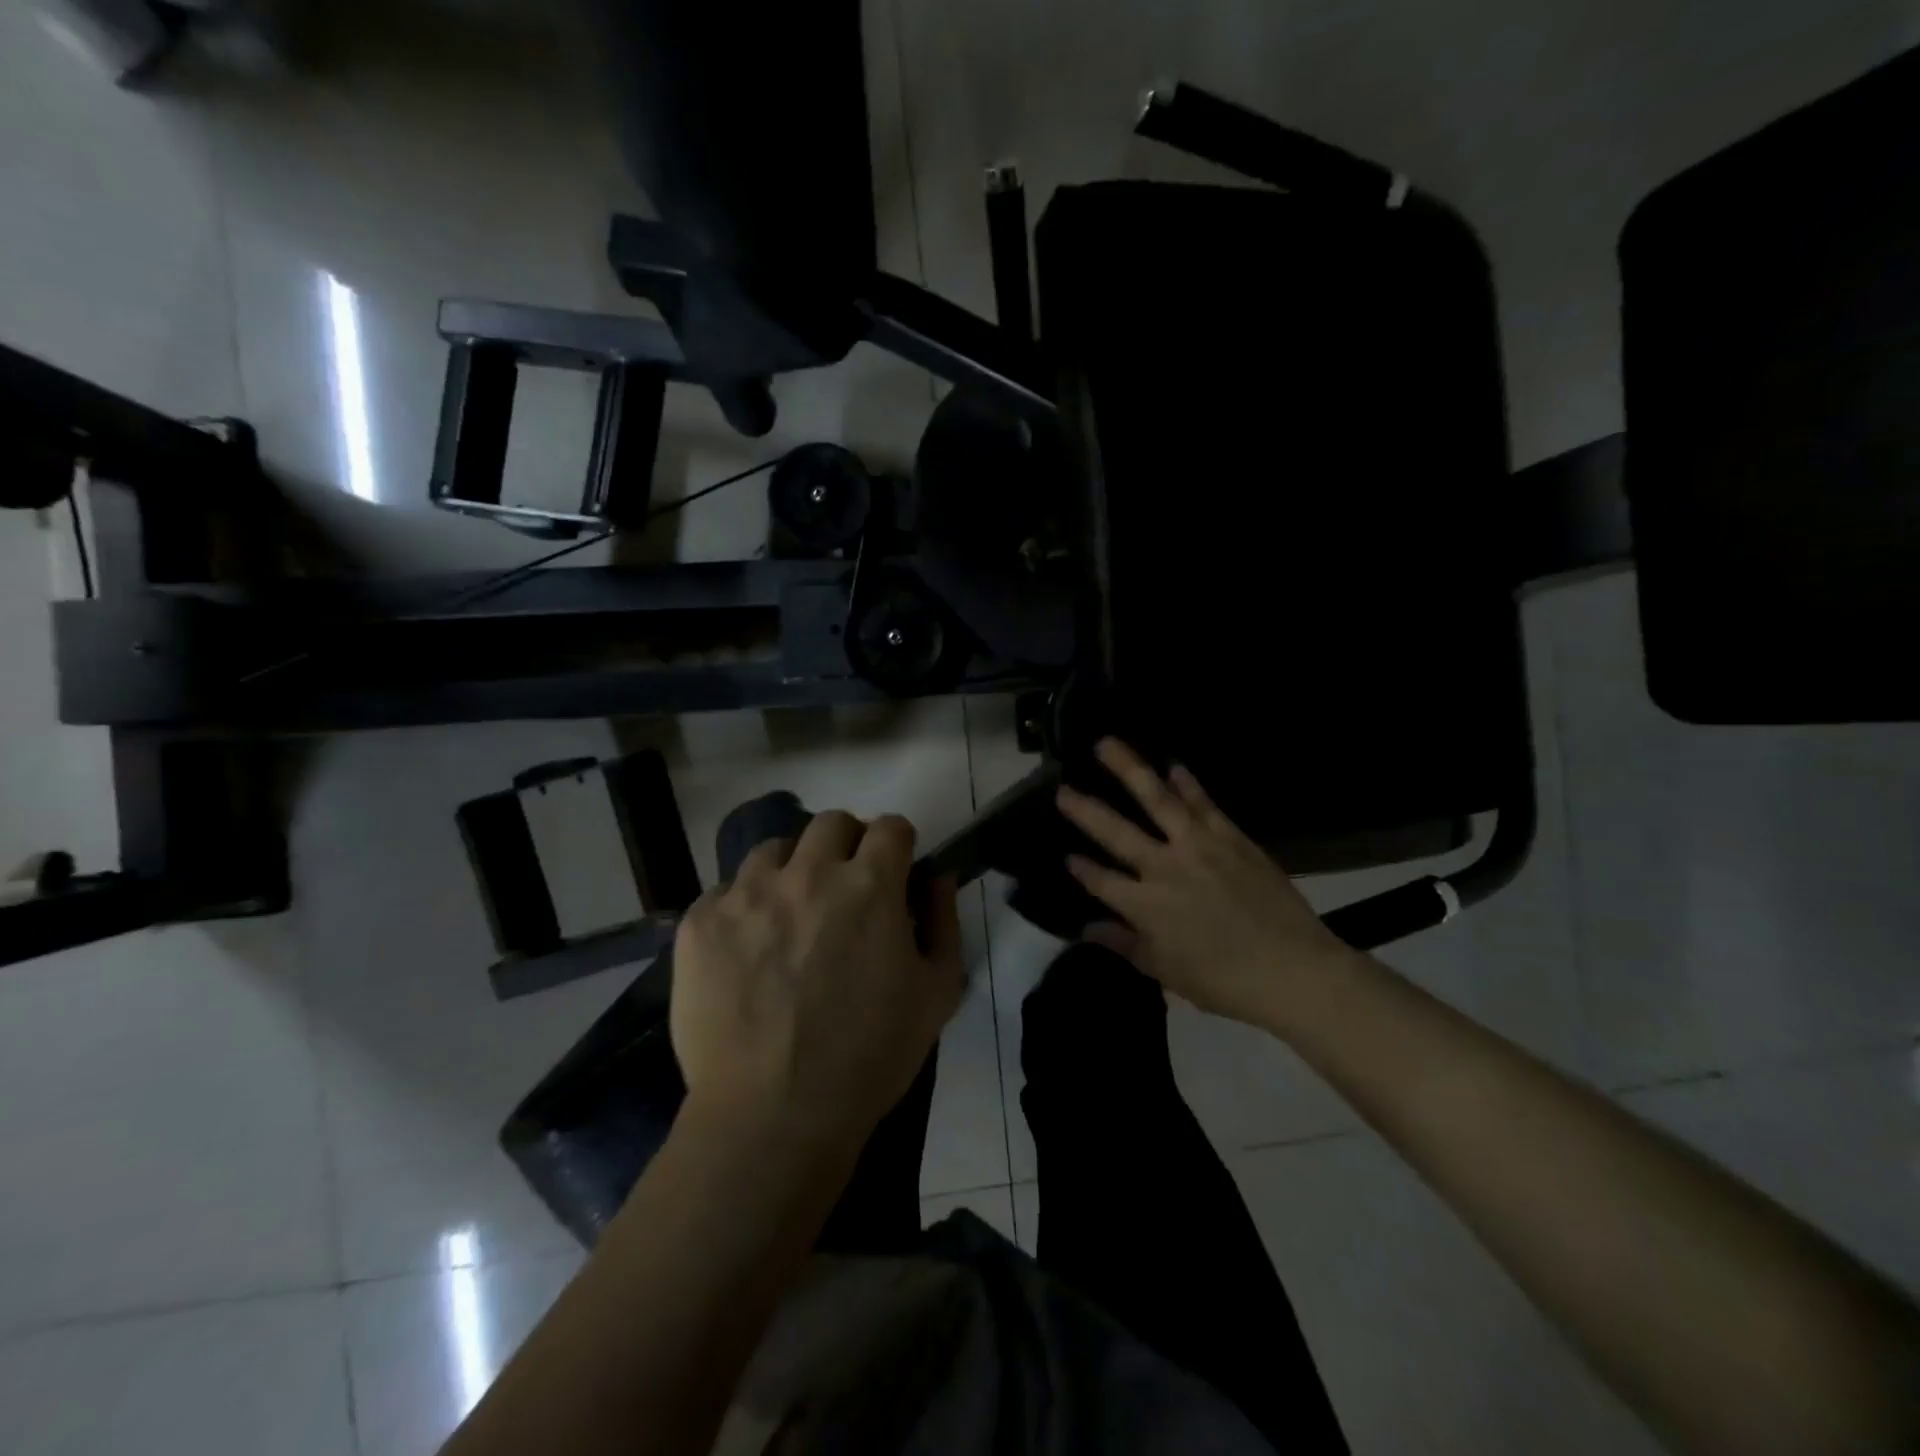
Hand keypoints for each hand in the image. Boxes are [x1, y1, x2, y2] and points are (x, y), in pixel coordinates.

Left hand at [670, 811, 965, 1150]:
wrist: (772, 1116)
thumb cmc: (869, 1056)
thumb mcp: (937, 993)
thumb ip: (944, 920)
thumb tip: (938, 876)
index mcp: (869, 885)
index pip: (890, 826)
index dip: (898, 845)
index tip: (894, 871)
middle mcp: (808, 873)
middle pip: (831, 823)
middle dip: (847, 844)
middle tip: (845, 887)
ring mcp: (747, 894)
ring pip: (774, 849)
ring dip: (792, 869)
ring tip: (790, 913)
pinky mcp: (700, 922)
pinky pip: (725, 891)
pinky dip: (743, 907)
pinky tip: (746, 949)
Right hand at [1056, 739, 1357, 1026]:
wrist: (1294, 970)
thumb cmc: (1225, 982)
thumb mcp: (1167, 972)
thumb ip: (1125, 944)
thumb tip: (1087, 929)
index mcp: (1146, 906)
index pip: (1101, 881)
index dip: (1082, 869)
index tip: (1066, 856)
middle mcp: (1165, 868)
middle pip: (1116, 832)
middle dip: (1086, 810)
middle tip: (1062, 789)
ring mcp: (1199, 847)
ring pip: (1158, 800)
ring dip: (1130, 770)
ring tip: (1107, 744)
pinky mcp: (1232, 838)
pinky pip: (1204, 804)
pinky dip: (1187, 784)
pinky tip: (1173, 766)